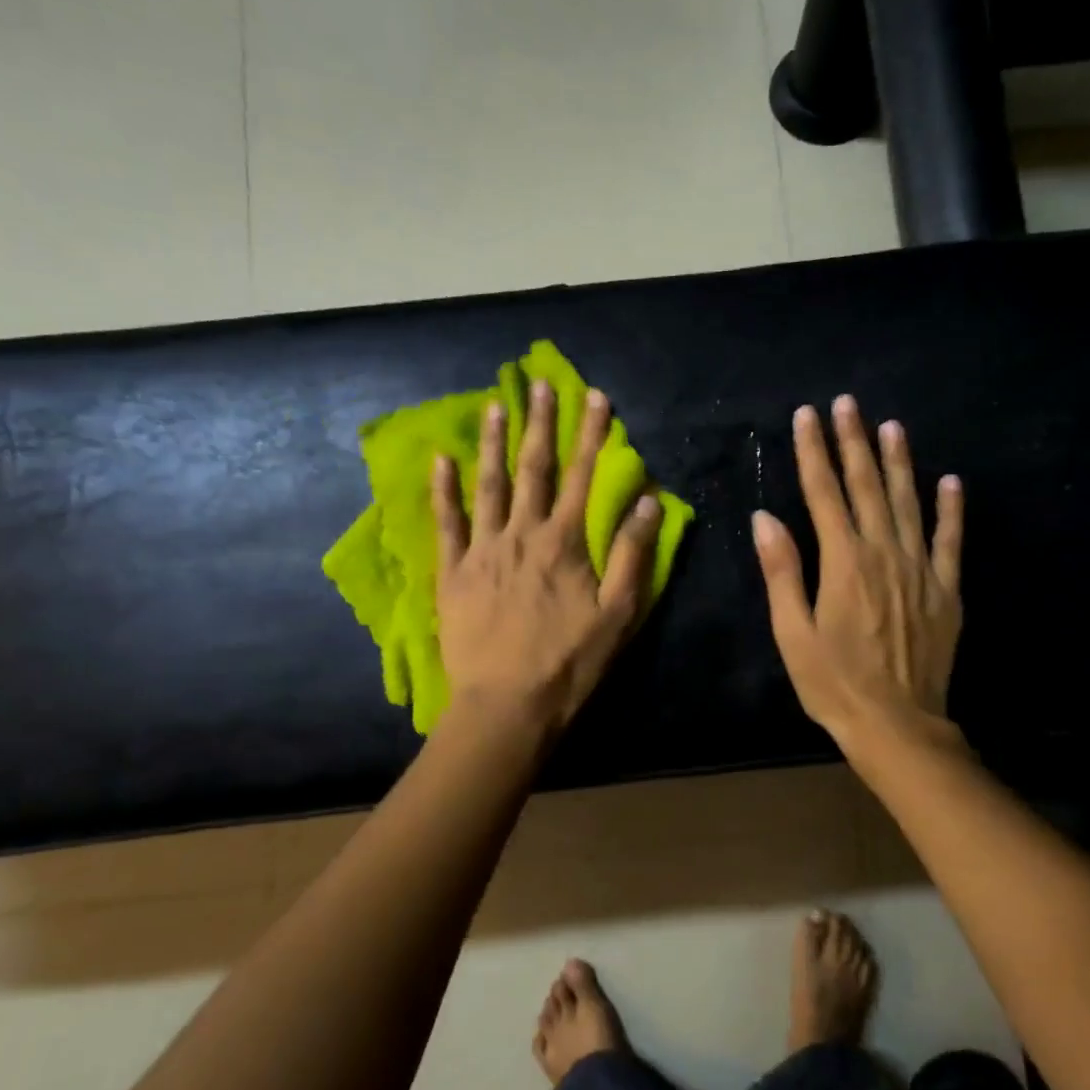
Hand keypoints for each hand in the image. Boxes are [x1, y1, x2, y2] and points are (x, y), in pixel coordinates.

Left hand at [433, 379, 660, 735]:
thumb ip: (632, 553)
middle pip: (533, 469)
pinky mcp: (454, 572)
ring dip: (495, 444)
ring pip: (489, 486)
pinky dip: (444, 490)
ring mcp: (483, 550)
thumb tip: (648, 500)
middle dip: (540, 424)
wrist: (507, 704)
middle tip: (539, 384)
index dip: (589, 434)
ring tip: (496, 406)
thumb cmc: (570, 661)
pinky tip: (442, 460)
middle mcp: (522, 534)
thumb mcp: (618, 613)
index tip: (593, 396)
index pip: (581, 476)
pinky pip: (447, 523)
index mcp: (564, 542)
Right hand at [753, 396, 964, 753]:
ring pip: (908, 502)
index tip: (807, 415)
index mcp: (843, 562)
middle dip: (854, 442)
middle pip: (867, 487)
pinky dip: (950, 509)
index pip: (823, 494)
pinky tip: (949, 480)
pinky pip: (950, 540)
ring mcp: (920, 569)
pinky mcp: (946, 589)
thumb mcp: (793, 633)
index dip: (814, 452)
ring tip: (891, 426)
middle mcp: (884, 554)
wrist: (898, 724)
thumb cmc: (834, 683)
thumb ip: (782, 571)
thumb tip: (765, 518)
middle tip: (847, 403)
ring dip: (899, 461)